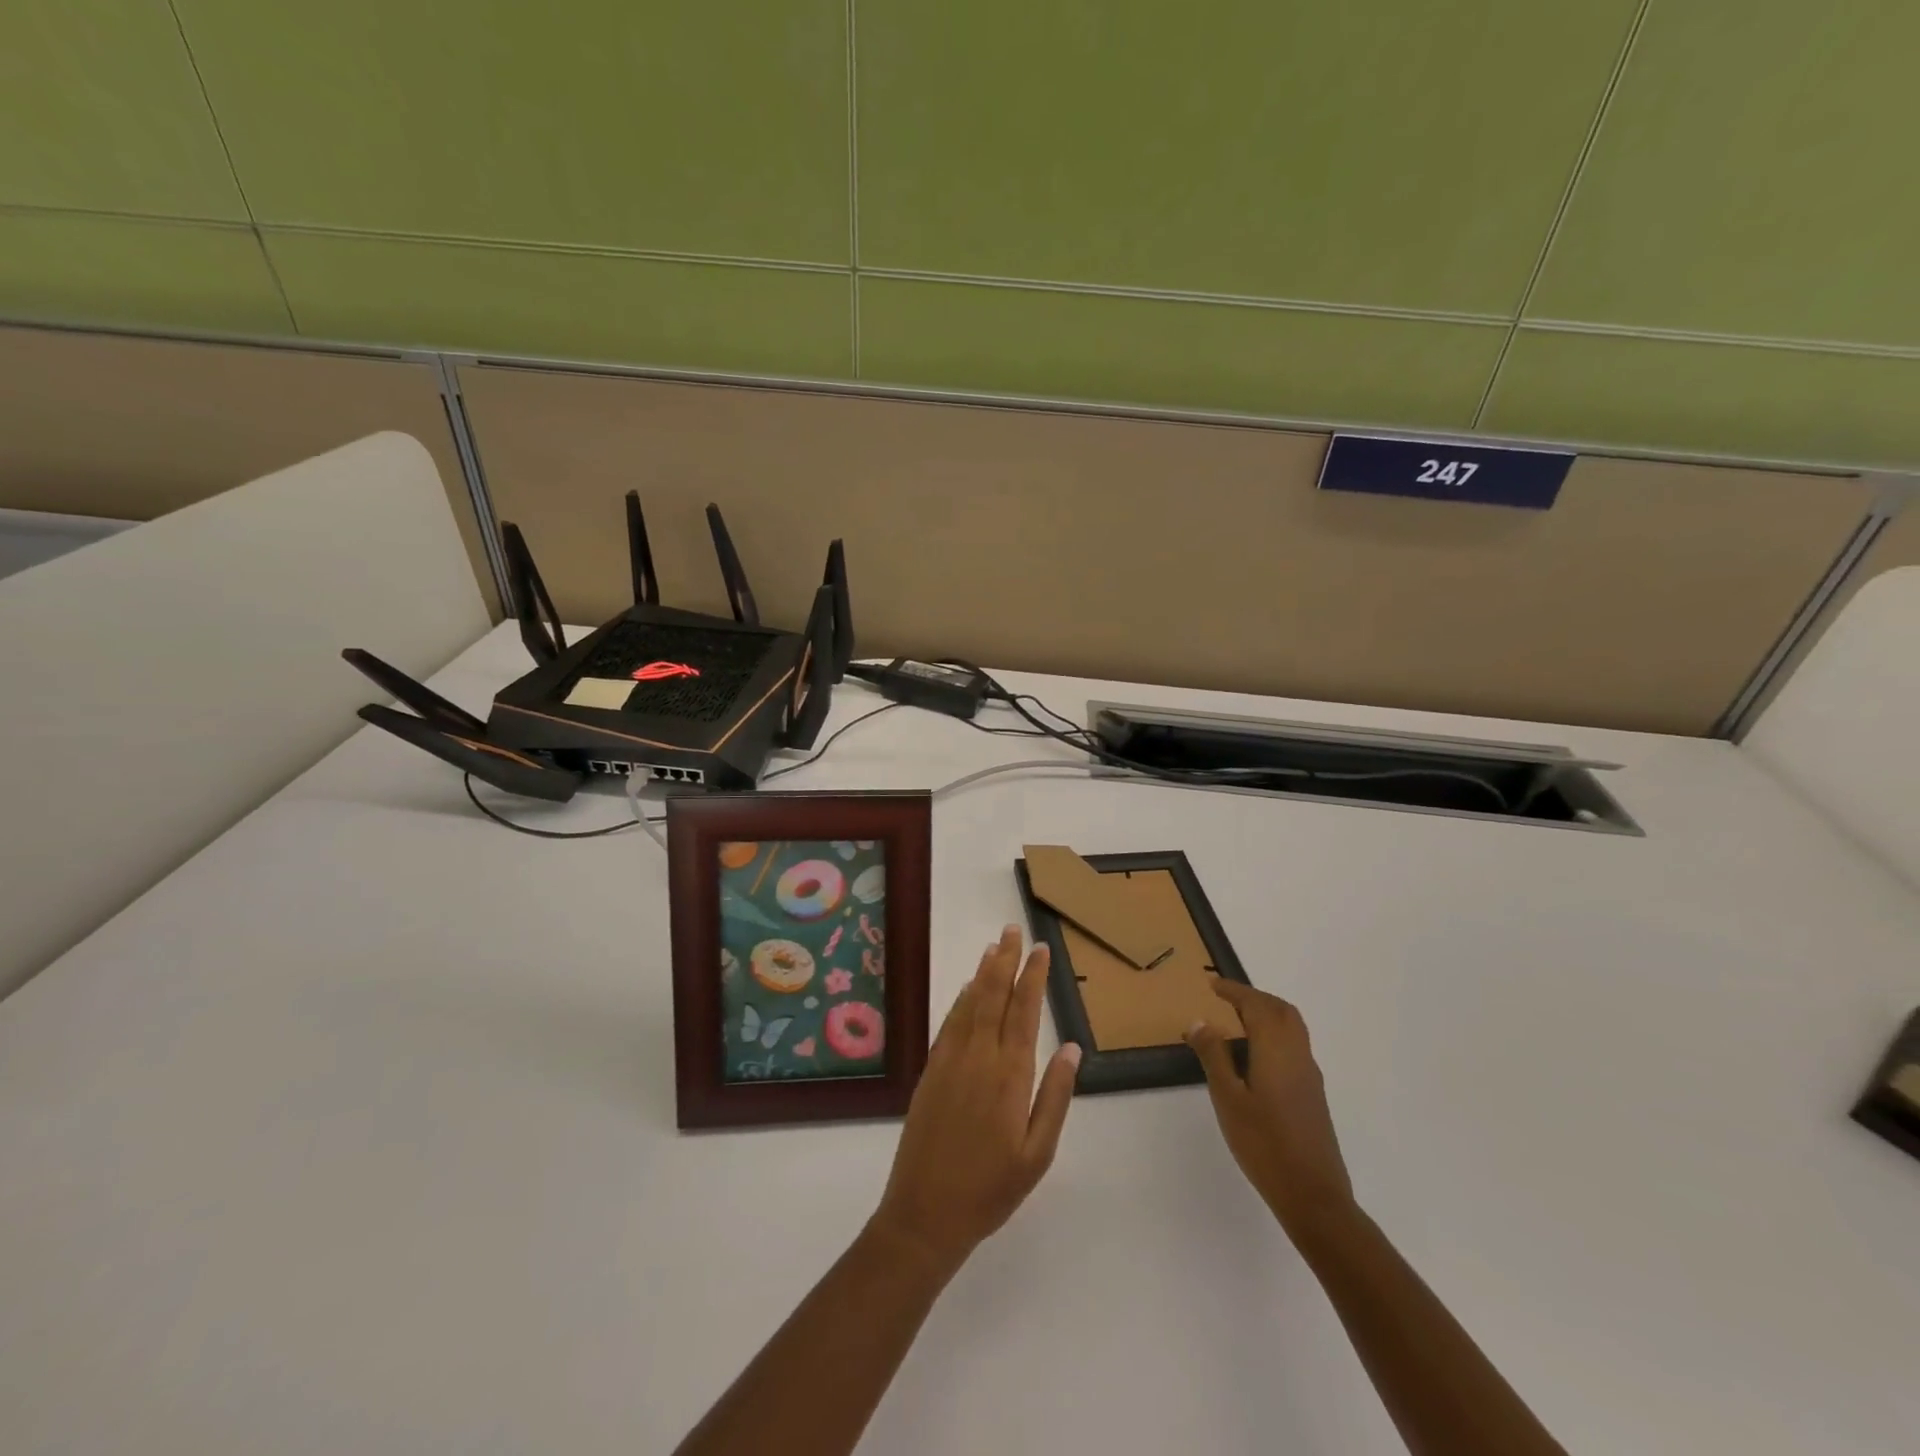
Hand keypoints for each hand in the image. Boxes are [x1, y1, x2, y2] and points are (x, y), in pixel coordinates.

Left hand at [871, 925, 1079, 1273]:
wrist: (925, 1213)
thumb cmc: (991, 1189)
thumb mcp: (1037, 1153)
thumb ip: (1055, 1096)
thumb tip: (1071, 1047)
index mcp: (1010, 1075)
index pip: (1024, 1011)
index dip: (1033, 977)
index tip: (1041, 950)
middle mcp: (979, 1057)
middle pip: (994, 996)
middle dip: (1006, 960)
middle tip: (1013, 930)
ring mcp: (951, 1060)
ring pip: (970, 1003)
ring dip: (983, 972)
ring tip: (994, 946)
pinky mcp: (931, 1070)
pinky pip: (950, 1023)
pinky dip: (961, 1000)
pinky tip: (968, 988)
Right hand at [1186, 980, 1353, 1236]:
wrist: (1313, 1196)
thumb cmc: (1264, 1143)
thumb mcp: (1228, 1098)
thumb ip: (1214, 1056)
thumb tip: (1200, 1021)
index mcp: (1277, 1049)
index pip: (1256, 1005)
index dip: (1235, 991)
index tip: (1212, 984)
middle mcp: (1298, 1054)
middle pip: (1281, 1010)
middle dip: (1254, 998)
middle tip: (1226, 999)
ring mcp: (1310, 1075)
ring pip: (1292, 1028)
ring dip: (1267, 1015)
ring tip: (1237, 1023)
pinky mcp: (1313, 1094)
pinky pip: (1294, 1046)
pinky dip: (1275, 1035)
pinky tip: (1255, 1058)